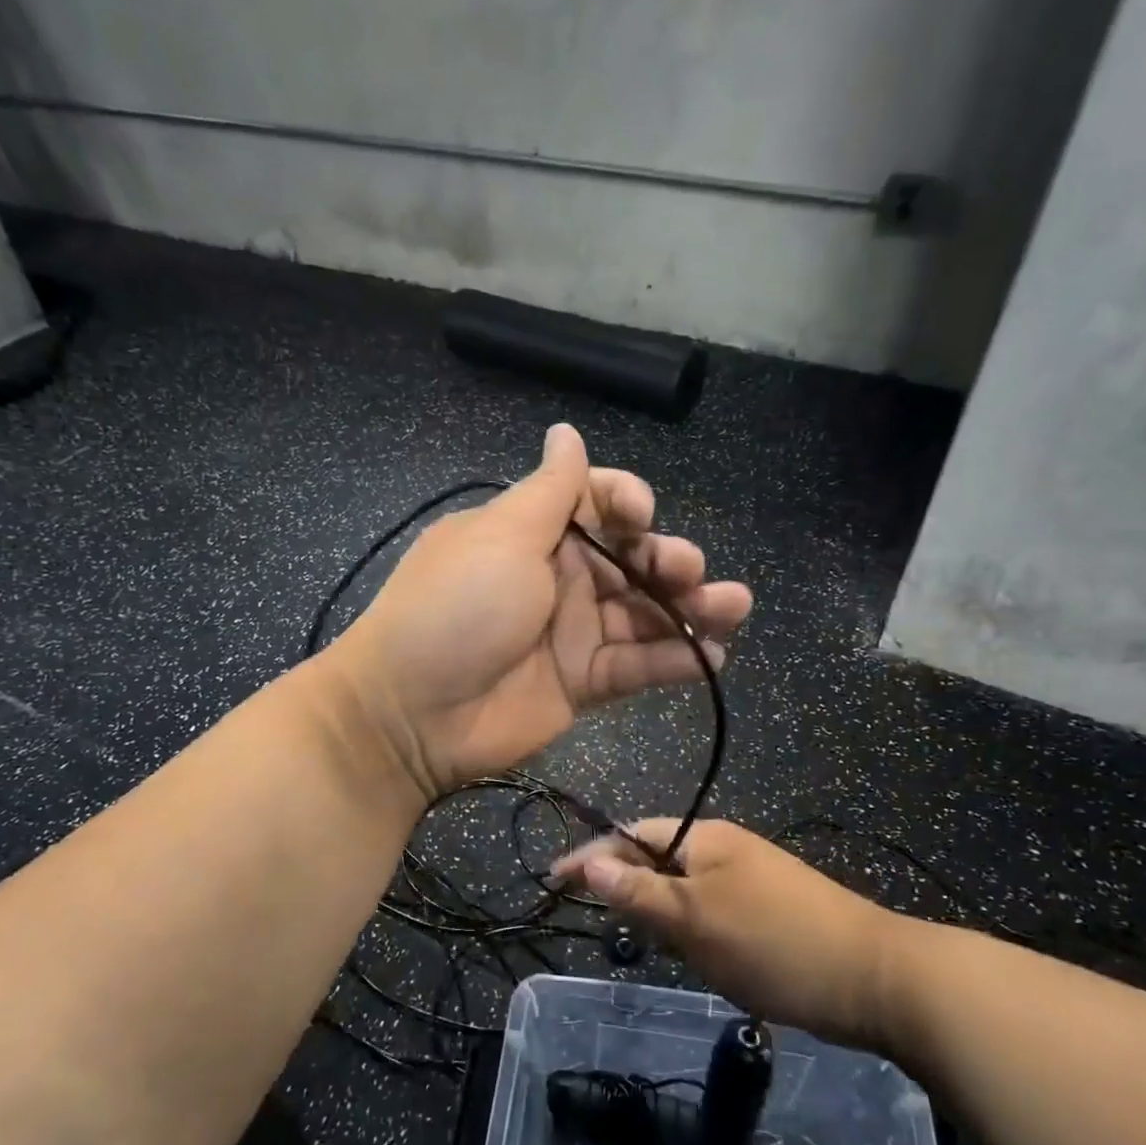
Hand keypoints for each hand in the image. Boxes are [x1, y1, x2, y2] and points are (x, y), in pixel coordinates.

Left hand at [331, 424, 752, 796]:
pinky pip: (637, 665)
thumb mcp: (501, 537)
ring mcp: (572, 632)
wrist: (413, 713)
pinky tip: (712, 658)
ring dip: (692, 609)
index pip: (596, 502)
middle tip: (689, 571)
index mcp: (533, 533)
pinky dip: (676, 660)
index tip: (641, 517)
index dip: (628, 502)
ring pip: (645, 613)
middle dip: (668, 559)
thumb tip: (566, 431)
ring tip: (733, 609)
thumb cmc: (457, 608)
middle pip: (631, 559)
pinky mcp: (583, 682)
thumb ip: (549, 490)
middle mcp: (558, 577)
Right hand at [551, 819, 905, 1048]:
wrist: (878, 979)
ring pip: (684, 889)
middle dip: (626, 886)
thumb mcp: (696, 920)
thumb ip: (639, 891)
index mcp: (705, 838)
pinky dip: (692, 930)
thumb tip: (588, 861)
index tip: (554, 879)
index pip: (631, 833)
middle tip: (601, 921)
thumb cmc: (775, 942)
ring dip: (660, 912)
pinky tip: (698, 957)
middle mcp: (725, 848)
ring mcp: (751, 879)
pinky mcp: (769, 910)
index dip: (591, 855)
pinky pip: (711, 911)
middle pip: (657, 858)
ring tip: (647, 944)